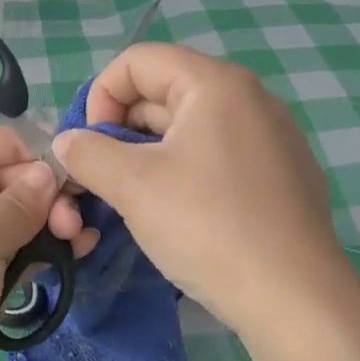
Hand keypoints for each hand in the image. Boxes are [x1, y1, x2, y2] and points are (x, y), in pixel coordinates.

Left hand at [0, 127, 96, 360]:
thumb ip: (17, 204)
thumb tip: (47, 175)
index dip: (16, 150)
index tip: (60, 168)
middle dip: (38, 193)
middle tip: (74, 216)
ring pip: (8, 220)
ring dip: (46, 222)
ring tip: (81, 236)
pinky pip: (11, 254)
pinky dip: (40, 250)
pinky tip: (75, 253)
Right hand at [51, 43, 347, 334]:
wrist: (293, 299)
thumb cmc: (207, 226)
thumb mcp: (132, 185)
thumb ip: (87, 153)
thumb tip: (66, 142)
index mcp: (216, 84)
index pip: (137, 61)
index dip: (100, 97)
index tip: (92, 147)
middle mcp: (250, 98)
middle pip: (163, 91)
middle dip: (120, 130)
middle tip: (103, 178)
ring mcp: (272, 137)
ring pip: (188, 127)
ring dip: (148, 154)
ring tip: (133, 198)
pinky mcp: (282, 174)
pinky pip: (217, 154)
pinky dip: (184, 171)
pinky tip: (179, 213)